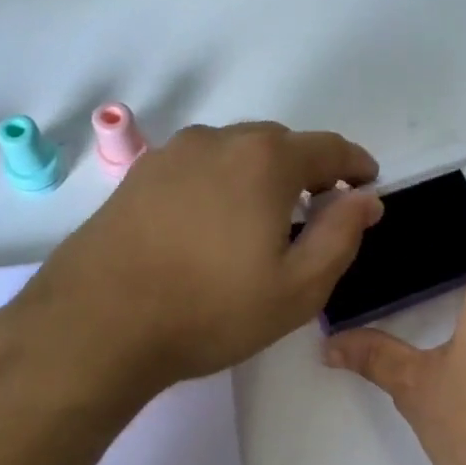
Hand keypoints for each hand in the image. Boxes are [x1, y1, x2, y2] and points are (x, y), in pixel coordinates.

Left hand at [16, 122, 382, 392]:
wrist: (99, 323)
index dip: (355, 166)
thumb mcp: (297, 288)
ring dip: (260, 177)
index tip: (367, 184)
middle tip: (317, 212)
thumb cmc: (210, 310)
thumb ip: (341, 236)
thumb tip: (365, 198)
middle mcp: (217, 141)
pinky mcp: (138, 177)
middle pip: (279, 145)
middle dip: (307, 171)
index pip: (328, 148)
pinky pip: (197, 170)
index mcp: (265, 160)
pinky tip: (212, 226)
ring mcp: (171, 155)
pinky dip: (220, 186)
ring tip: (262, 222)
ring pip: (234, 154)